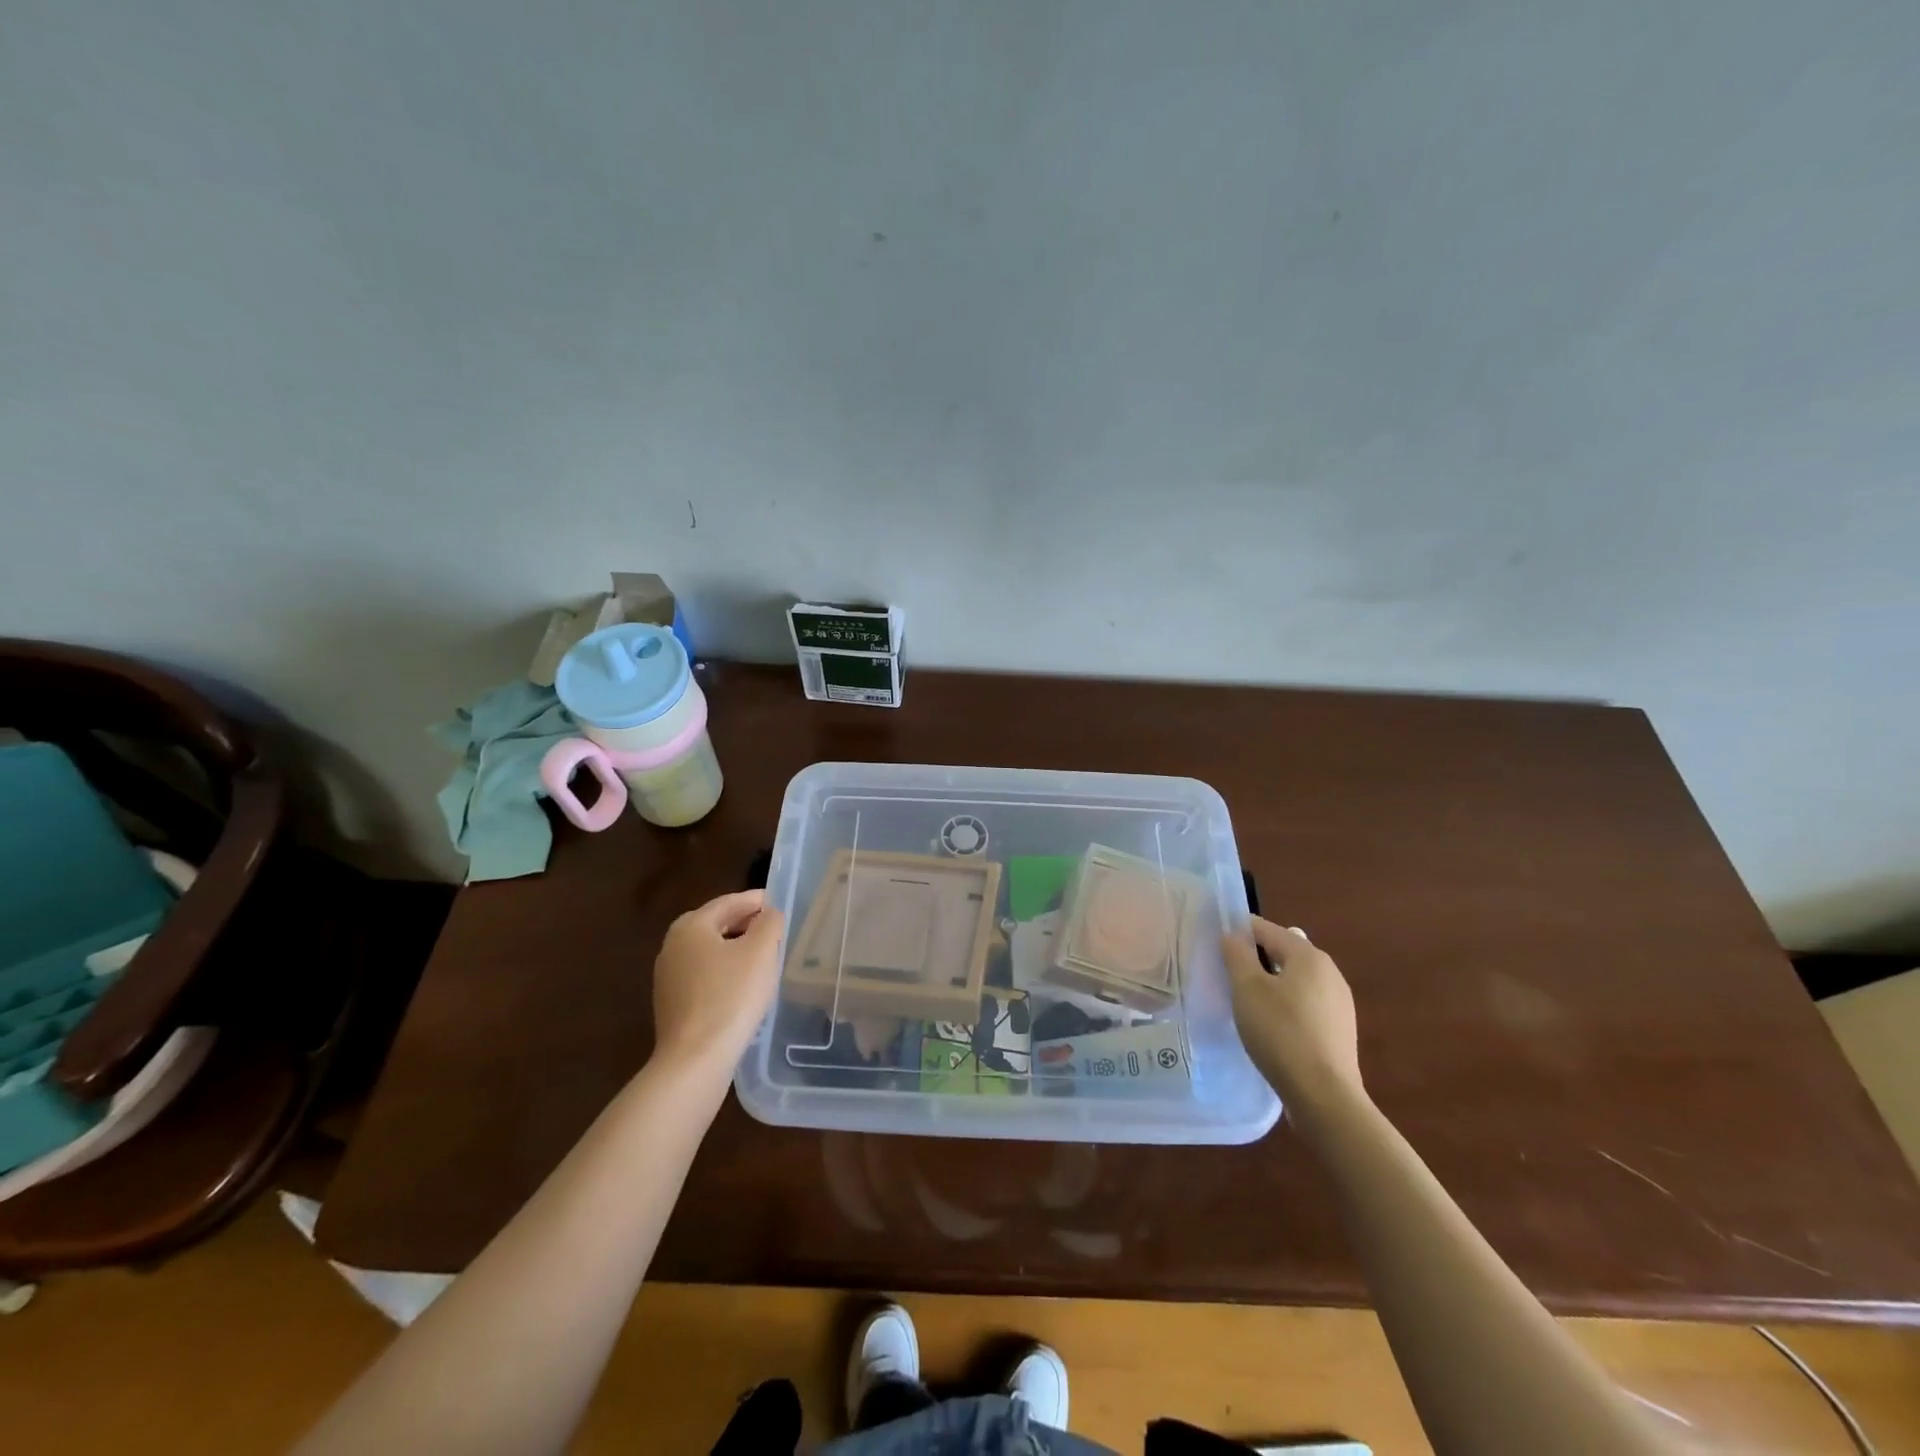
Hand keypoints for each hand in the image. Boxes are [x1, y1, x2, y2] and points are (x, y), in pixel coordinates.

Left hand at [652, 890, 785, 1072]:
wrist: (695, 1059)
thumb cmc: (731, 996)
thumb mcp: (761, 951)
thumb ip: (769, 923)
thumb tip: (769, 914)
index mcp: (691, 926)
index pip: (728, 902)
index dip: (756, 900)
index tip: (779, 903)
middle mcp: (673, 945)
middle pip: (715, 923)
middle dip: (744, 921)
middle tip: (773, 926)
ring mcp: (668, 976)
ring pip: (709, 949)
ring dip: (734, 946)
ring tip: (763, 954)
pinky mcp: (671, 1002)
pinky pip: (703, 973)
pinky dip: (724, 969)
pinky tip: (743, 983)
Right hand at [1222, 917, 1363, 1112]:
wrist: (1324, 1096)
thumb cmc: (1280, 1032)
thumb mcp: (1247, 989)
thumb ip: (1236, 954)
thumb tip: (1232, 936)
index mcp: (1309, 955)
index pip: (1265, 929)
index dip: (1237, 932)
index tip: (1213, 944)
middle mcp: (1329, 972)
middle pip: (1282, 953)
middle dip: (1253, 960)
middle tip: (1225, 975)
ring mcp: (1339, 1003)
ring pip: (1294, 981)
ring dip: (1269, 985)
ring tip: (1244, 1003)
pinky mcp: (1339, 1030)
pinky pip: (1304, 1005)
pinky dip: (1284, 1006)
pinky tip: (1270, 1027)